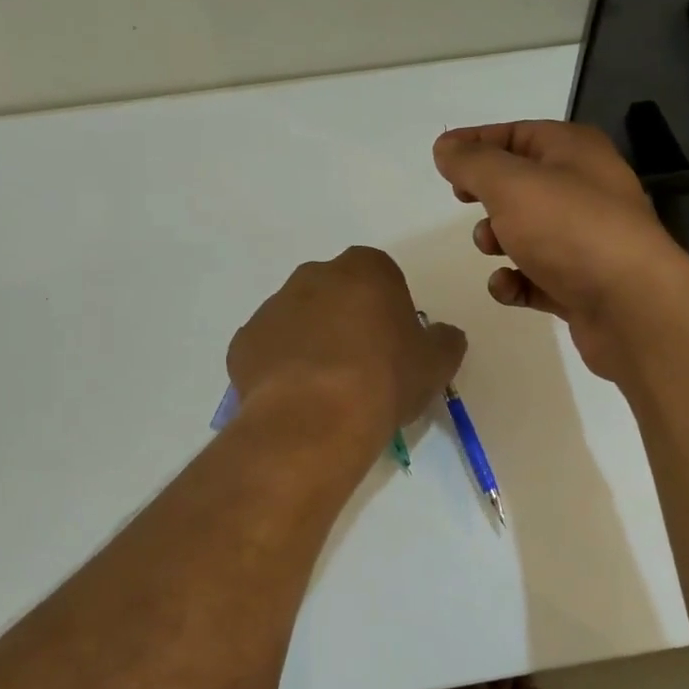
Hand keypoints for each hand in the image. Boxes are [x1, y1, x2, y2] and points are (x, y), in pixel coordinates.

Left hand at [228, 246, 466, 443]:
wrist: (315, 418)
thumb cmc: (384, 380)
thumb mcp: (436, 363)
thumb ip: (444, 340)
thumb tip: (442, 334)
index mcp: (364, 269)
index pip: (381, 275)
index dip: (388, 307)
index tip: (393, 342)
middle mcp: (314, 275)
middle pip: (335, 291)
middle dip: (346, 318)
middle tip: (361, 364)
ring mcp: (272, 306)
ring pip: (298, 319)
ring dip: (311, 341)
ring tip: (325, 388)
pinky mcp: (244, 341)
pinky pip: (269, 349)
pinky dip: (281, 366)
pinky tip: (296, 398)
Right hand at [433, 121, 688, 379]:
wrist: (631, 305)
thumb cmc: (570, 229)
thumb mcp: (511, 184)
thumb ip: (472, 163)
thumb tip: (446, 148)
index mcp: (575, 151)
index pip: (518, 134)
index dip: (477, 142)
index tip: (442, 158)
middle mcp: (585, 189)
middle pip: (522, 183)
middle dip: (487, 195)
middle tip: (464, 201)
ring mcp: (585, 239)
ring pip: (527, 232)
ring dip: (497, 240)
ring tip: (492, 248)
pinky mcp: (580, 283)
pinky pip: (536, 276)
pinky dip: (516, 281)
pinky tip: (509, 288)